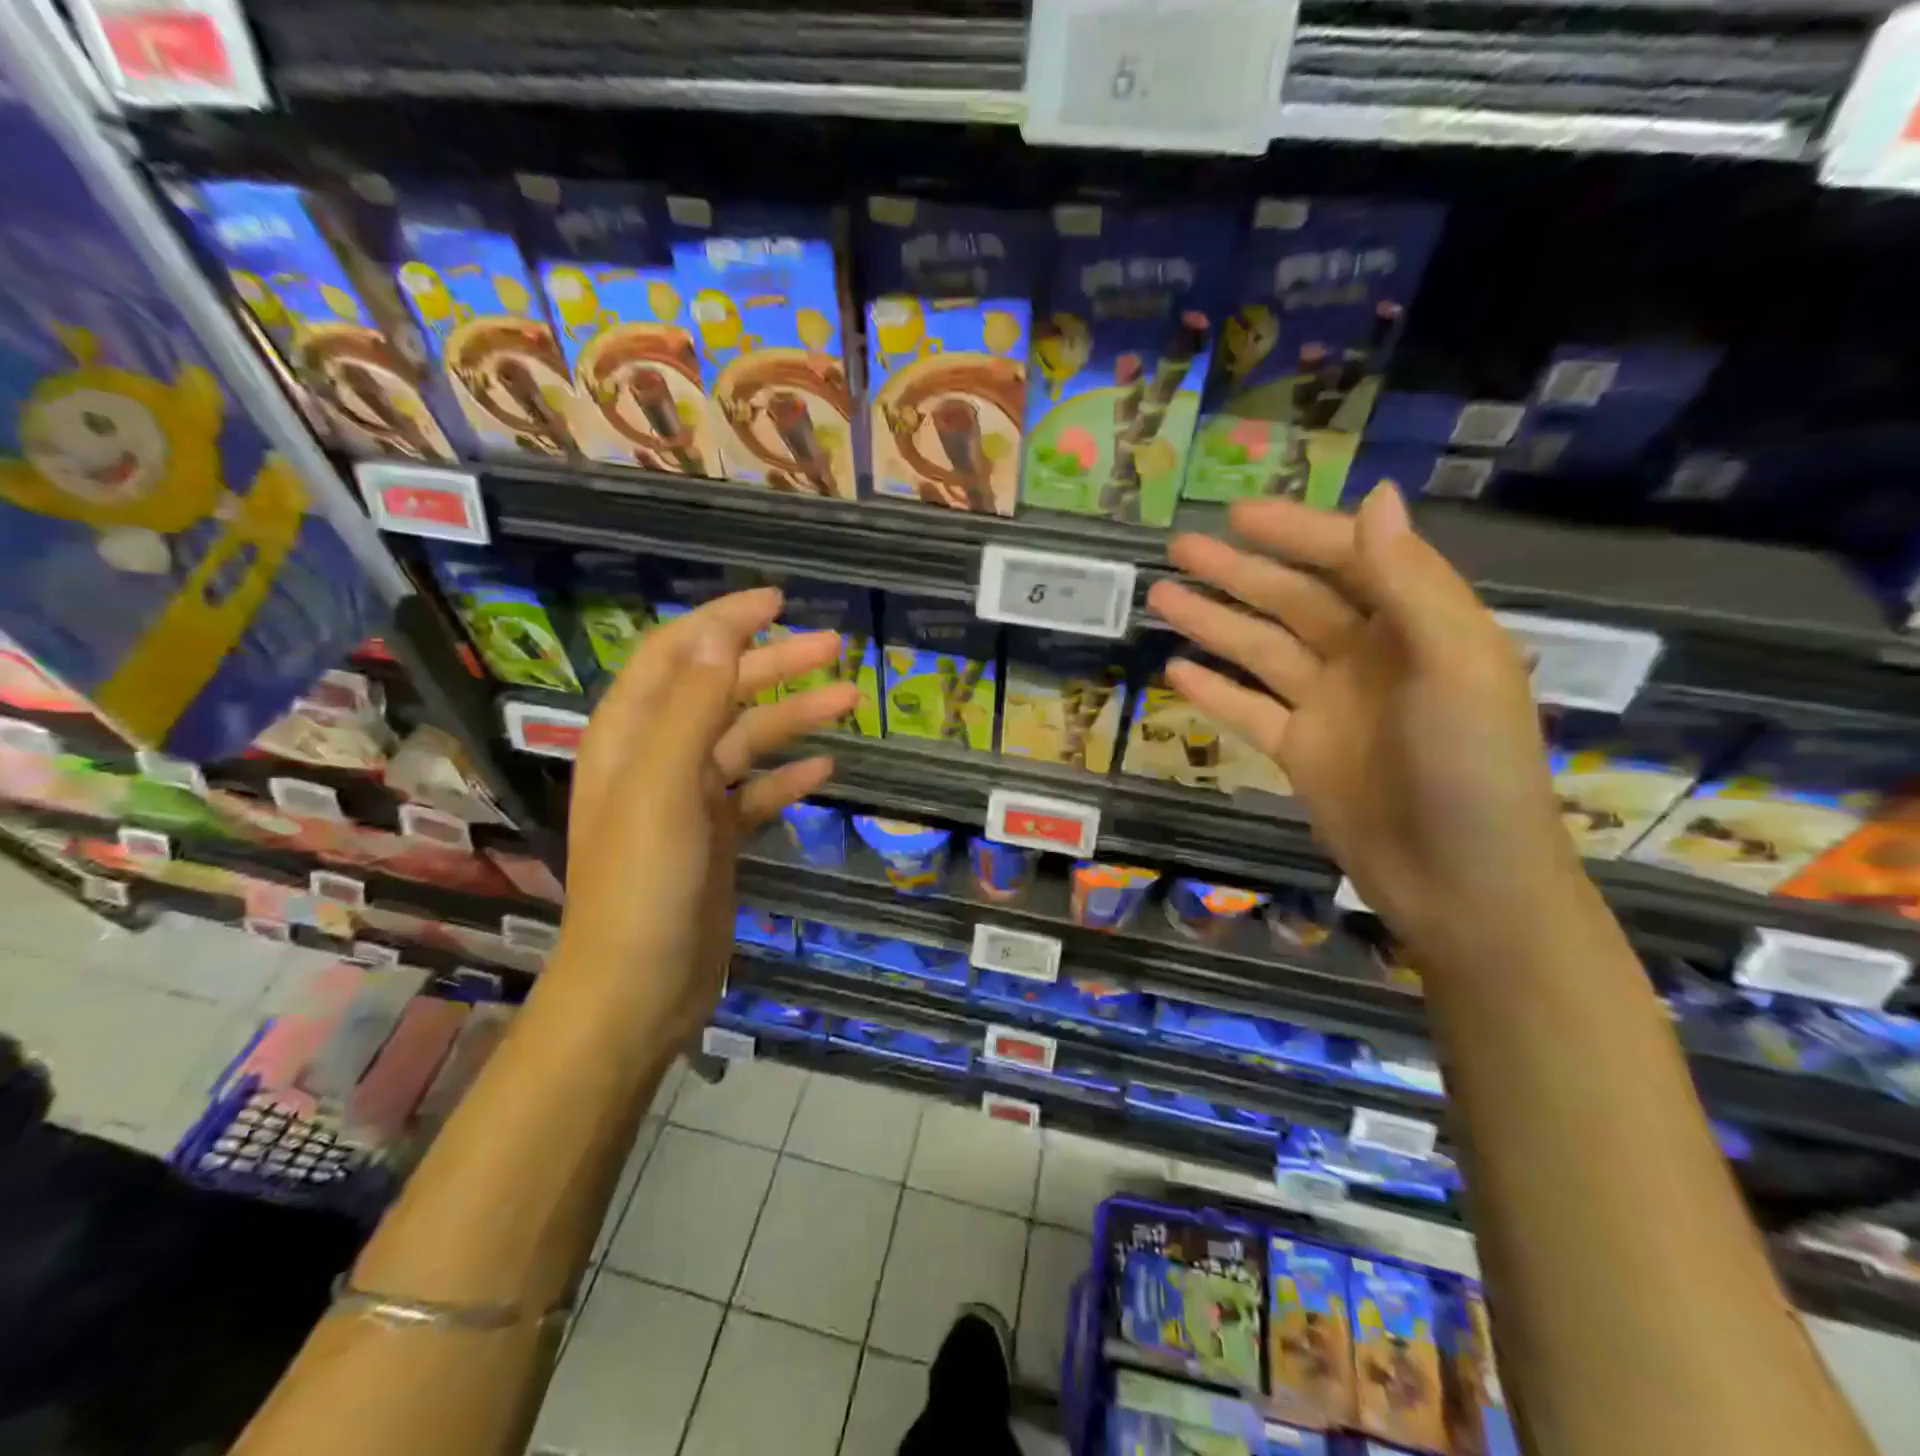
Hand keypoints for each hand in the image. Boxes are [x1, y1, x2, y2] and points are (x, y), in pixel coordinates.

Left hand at [553, 587, 856, 1049]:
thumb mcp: (664, 787)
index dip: (723, 620)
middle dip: (776, 664)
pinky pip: (757, 791)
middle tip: (836, 646)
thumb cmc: (645, 883)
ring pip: (747, 739)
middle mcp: (656, 758)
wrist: (640, 989)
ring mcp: (688, 800)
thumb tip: (722, 637)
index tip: (777, 601)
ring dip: (795, 716)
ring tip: (850, 701)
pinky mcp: (715, 837)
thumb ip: (690, 708)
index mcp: (630, 735)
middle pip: (720, 691)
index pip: (676, 654)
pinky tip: (827, 769)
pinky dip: (789, 776)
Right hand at [1148, 485, 1590, 968]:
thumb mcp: (1457, 667)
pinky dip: (1214, 690)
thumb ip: (1412, 583)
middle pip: (1293, 601)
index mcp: (1418, 626)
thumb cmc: (1473, 770)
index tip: (1237, 516)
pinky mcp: (1302, 752)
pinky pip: (1249, 710)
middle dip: (1237, 572)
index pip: (1349, 560)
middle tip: (1177, 549)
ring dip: (1213, 623)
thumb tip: (1374, 497)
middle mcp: (1370, 658)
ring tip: (1160, 597)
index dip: (1295, 534)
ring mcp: (1330, 707)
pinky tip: (1175, 670)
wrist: (1462, 885)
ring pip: (1261, 651)